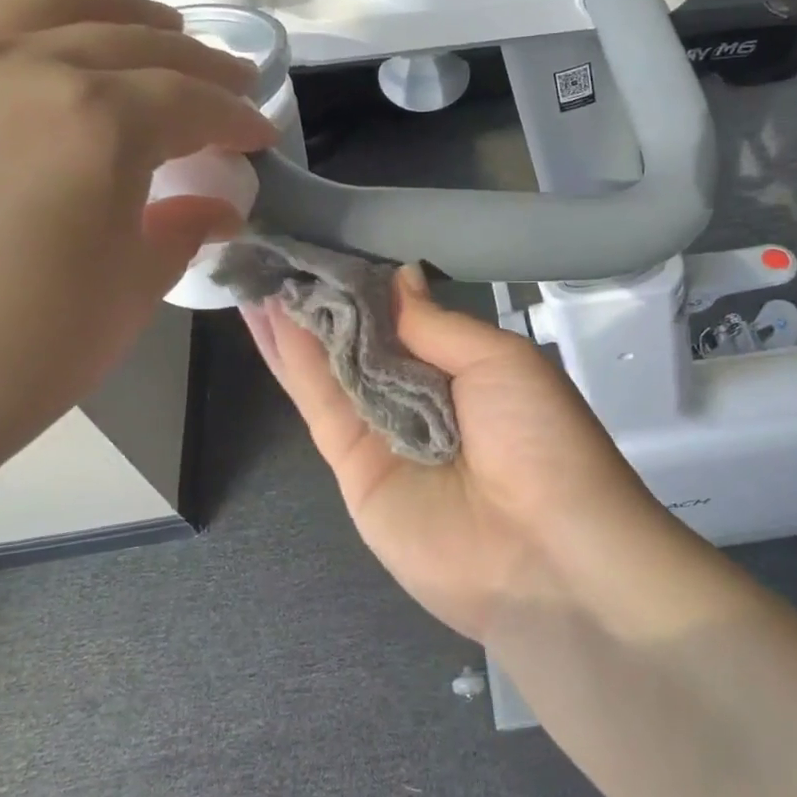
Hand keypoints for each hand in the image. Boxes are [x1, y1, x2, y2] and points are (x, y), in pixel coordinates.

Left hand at [0, 0, 276, 491]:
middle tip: (229, 85)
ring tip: (153, 26)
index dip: (236, 117)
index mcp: (96, 123)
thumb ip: (181, 229)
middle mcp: (24, 67)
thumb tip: (219, 204)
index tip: (262, 135)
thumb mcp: (130, 294)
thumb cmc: (19, 355)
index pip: (190, 100)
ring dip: (116, 2)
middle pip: (131, 38)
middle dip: (195, 59)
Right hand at [249, 267, 664, 640]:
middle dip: (319, 297)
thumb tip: (400, 275)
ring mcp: (383, 433)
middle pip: (359, 340)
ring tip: (253, 269)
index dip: (362, 283)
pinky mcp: (352, 469)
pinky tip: (263, 316)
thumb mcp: (499, 360)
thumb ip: (435, 322)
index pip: (401, 316)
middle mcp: (420, 397)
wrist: (543, 552)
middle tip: (270, 248)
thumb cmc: (538, 437)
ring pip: (330, 367)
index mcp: (463, 367)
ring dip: (294, 321)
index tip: (322, 244)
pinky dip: (291, 360)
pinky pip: (319, 405)